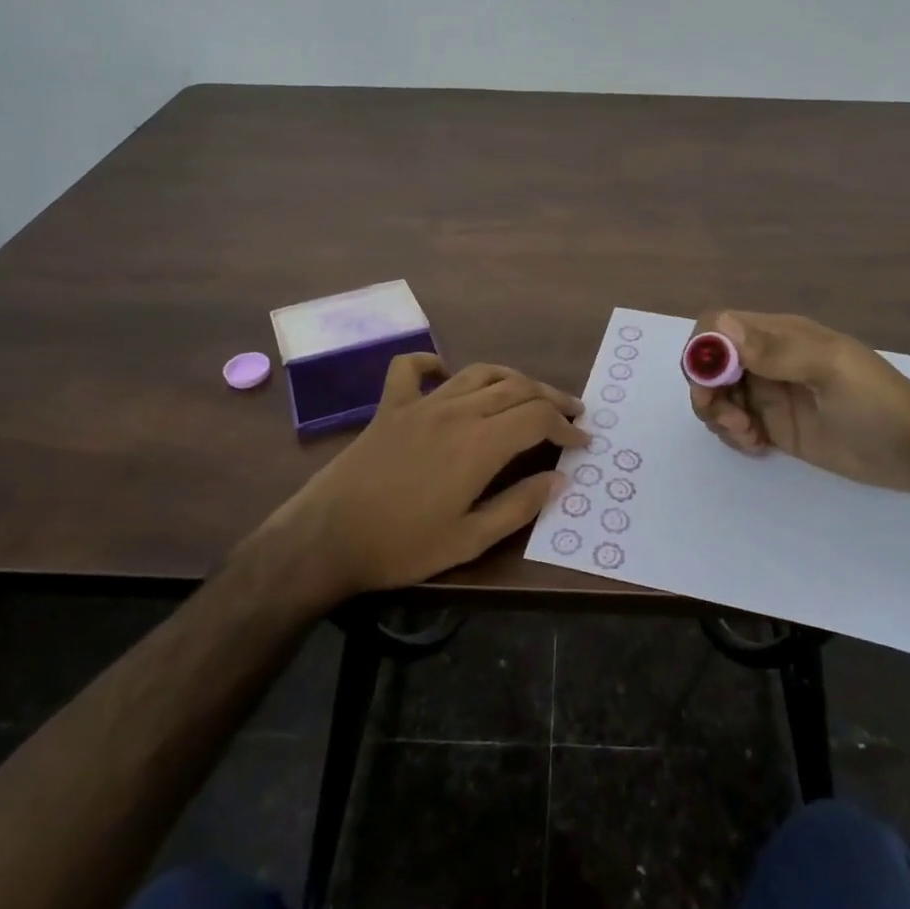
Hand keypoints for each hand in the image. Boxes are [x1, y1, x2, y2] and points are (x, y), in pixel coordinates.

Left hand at [270, 355, 588, 597]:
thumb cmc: (401, 546)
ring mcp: (421, 403)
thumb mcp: (469, 540)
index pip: (537, 418)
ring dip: (511, 378)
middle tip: (572, 413)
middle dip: (551, 397)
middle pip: (516, 387)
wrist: (326, 537)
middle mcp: (456, 412)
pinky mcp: (390, 406)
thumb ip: (518, 506)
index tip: (582, 442)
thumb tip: (559, 480)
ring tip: (530, 393)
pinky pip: (410, 368)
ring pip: (478, 373)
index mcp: (480, 444)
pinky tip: (444, 373)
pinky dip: (431, 362)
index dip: (566, 426)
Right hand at [688, 311, 909, 491]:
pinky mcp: (774, 426)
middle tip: (729, 420)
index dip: (703, 349)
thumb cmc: (877, 403)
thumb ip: (776, 351)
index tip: (709, 383)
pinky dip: (733, 435)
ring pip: (717, 395)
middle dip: (706, 390)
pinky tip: (757, 446)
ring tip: (748, 435)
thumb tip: (720, 327)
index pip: (719, 325)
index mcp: (780, 335)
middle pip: (710, 363)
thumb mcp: (830, 370)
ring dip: (718, 415)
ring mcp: (769, 394)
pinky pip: (734, 424)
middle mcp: (767, 360)